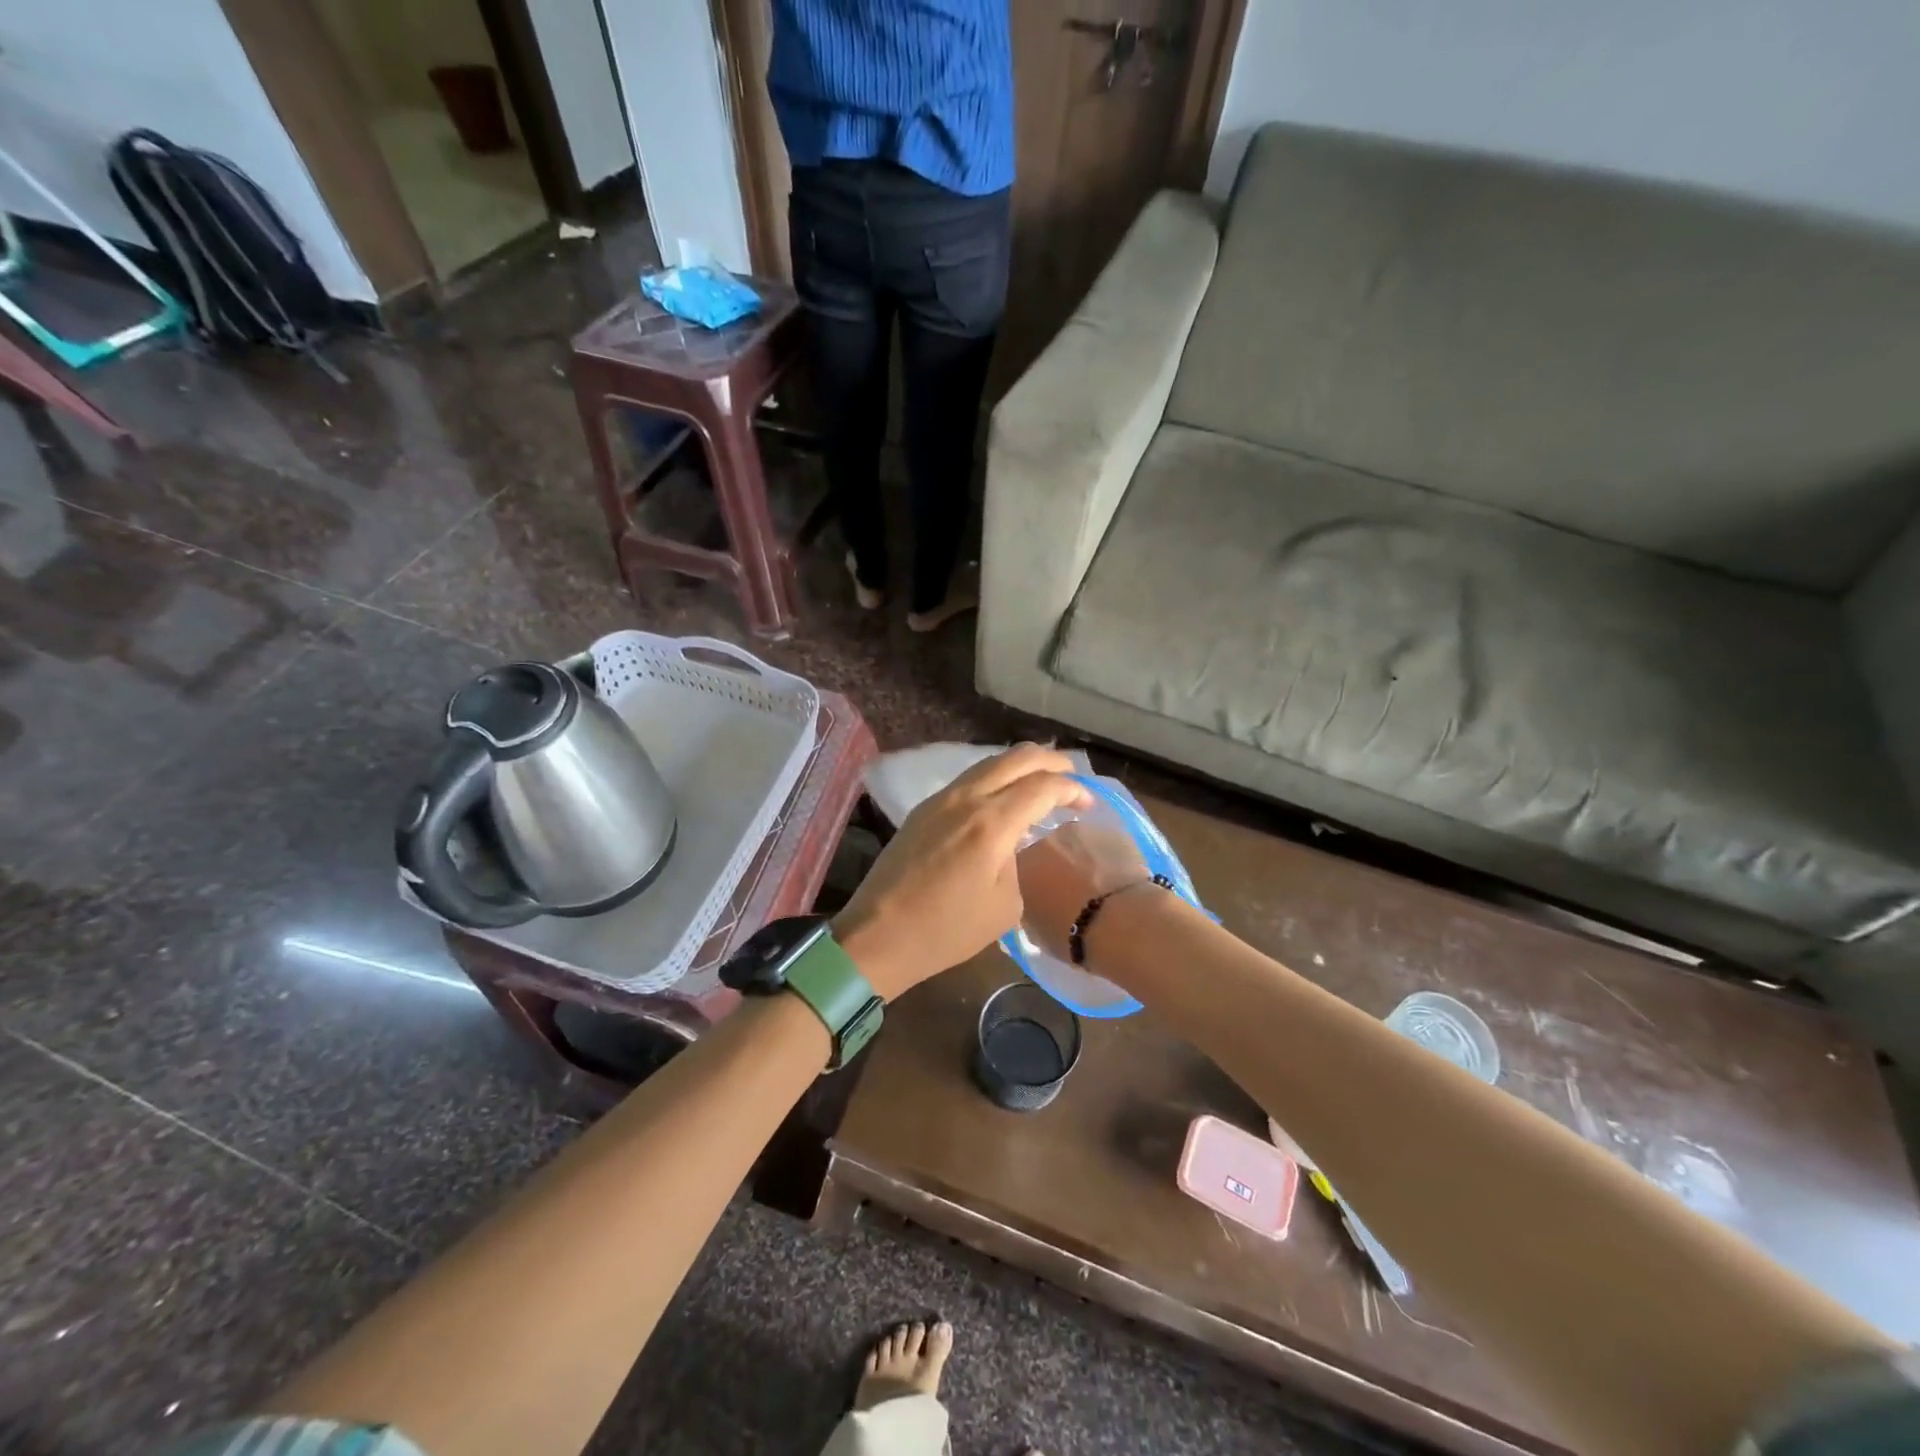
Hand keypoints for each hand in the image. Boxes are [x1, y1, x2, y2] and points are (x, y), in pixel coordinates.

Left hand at [834, 745, 1090, 1000]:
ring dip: (1021, 765)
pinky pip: (969, 778)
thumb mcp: (1004, 906)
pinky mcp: (923, 808)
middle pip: (1017, 757)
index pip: (1043, 786)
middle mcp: (967, 798)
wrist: (878, 935)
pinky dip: (995, 777)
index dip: (1072, 788)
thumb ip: (1018, 862)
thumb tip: (1013, 843)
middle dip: (1051, 761)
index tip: (1088, 803)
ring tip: (1042, 780)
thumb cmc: (946, 931)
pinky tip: (1004, 795)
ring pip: (989, 762)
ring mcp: (941, 799)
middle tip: (1072, 776)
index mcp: (992, 823)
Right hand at [1015, 819, 1149, 962]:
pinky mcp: (1114, 831)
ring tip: (1098, 884)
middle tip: (1071, 888)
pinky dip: (1108, 857)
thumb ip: (1030, 907)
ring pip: (1079, 842)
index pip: (1020, 865)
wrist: (1119, 922)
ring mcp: (1082, 830)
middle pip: (1050, 847)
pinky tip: (1119, 879)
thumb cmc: (1069, 933)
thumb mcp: (1035, 930)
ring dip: (1084, 857)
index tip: (1043, 894)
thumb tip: (1037, 902)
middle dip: (1058, 863)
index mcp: (1021, 861)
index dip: (1033, 879)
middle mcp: (1047, 838)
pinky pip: (1105, 844)